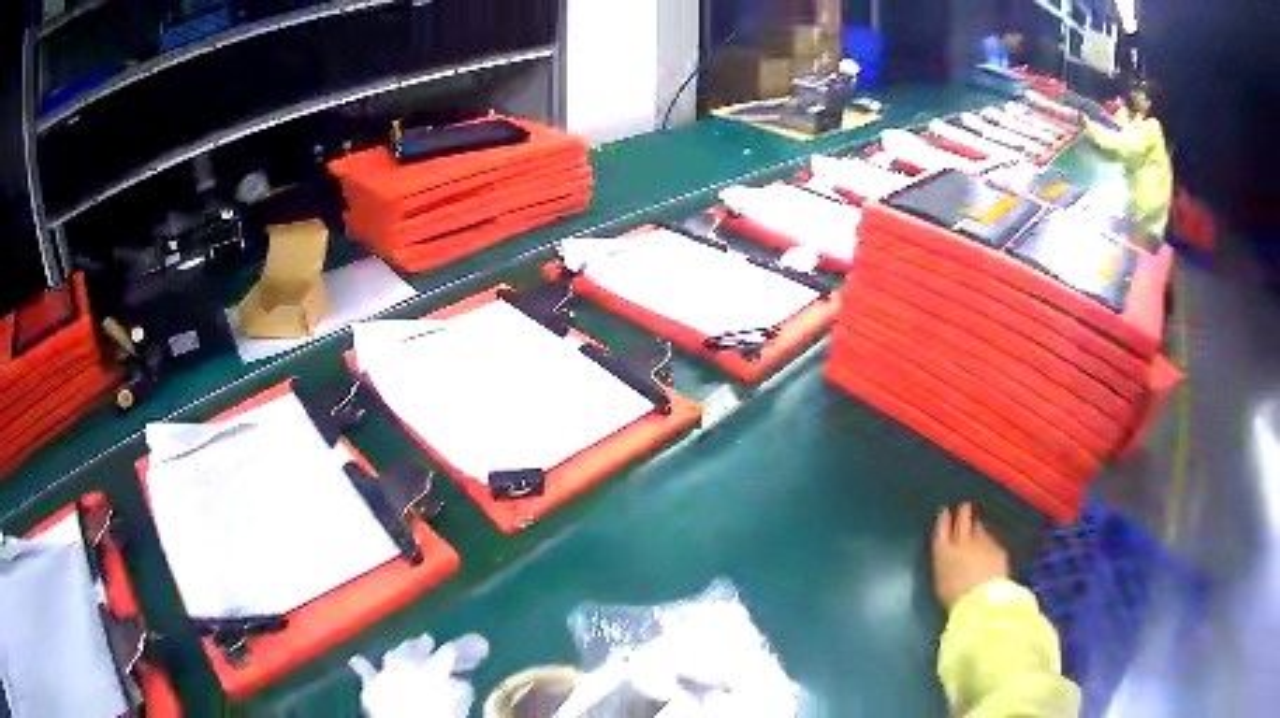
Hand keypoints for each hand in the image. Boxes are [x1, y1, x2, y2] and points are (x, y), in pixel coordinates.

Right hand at [931, 504, 1009, 610]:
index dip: (943, 519)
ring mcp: (981, 542)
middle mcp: (962, 541)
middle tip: (964, 506)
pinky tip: (988, 544)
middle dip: (963, 513)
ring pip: (978, 528)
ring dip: (976, 525)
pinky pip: (991, 540)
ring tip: (976, 523)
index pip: (942, 529)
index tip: (945, 510)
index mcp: (943, 551)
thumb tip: (947, 556)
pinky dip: (988, 540)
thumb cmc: (954, 596)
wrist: (981, 598)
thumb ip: (944, 563)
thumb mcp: (941, 581)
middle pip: (962, 521)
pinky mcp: (997, 547)